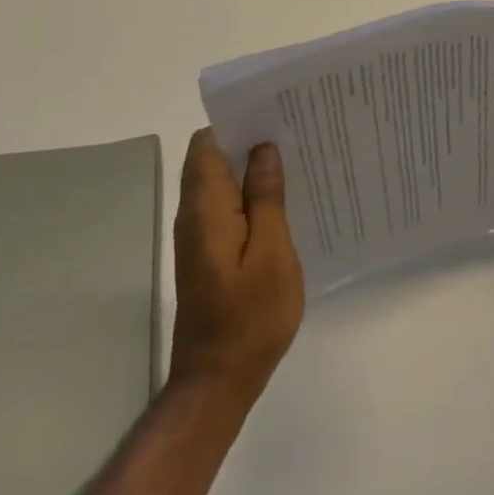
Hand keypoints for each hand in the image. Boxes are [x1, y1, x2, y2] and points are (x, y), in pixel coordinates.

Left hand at [170, 129, 304, 402]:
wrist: (219, 380)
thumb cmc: (251, 315)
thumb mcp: (271, 251)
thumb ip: (265, 197)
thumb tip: (263, 150)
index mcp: (205, 209)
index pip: (206, 145)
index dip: (236, 123)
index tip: (275, 114)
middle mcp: (194, 217)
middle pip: (213, 161)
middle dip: (250, 142)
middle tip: (298, 133)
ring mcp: (199, 238)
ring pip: (222, 185)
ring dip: (254, 170)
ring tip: (299, 160)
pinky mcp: (209, 255)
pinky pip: (228, 209)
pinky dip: (252, 197)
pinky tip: (287, 201)